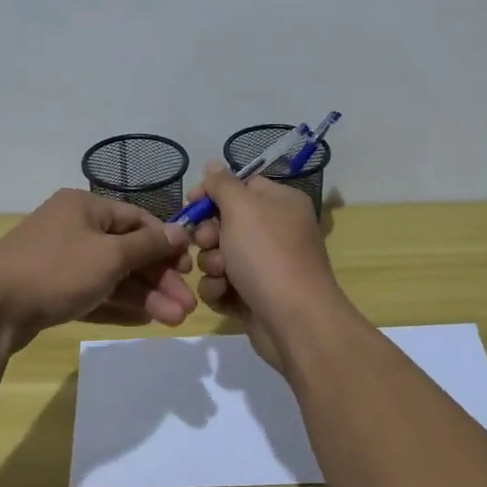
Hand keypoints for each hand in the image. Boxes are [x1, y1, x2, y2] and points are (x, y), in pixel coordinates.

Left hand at [0, 189, 196, 355]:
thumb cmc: (57, 270)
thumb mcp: (110, 256)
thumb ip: (148, 245)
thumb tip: (180, 231)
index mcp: (84, 206)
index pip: (136, 219)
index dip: (165, 243)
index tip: (188, 269)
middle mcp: (72, 227)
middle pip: (126, 250)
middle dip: (158, 278)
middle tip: (186, 307)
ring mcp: (59, 259)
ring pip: (111, 275)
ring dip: (143, 296)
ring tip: (173, 320)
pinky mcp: (49, 289)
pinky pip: (92, 292)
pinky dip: (117, 304)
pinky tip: (144, 320)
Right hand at [189, 161, 340, 369]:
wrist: (295, 321)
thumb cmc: (268, 255)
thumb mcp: (242, 207)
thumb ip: (222, 184)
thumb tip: (213, 165)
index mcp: (280, 203)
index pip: (241, 186)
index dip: (213, 193)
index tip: (191, 203)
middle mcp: (276, 230)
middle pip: (225, 222)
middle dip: (208, 233)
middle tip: (208, 242)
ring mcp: (265, 266)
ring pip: (219, 255)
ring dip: (211, 263)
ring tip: (221, 274)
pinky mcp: (254, 296)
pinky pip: (223, 284)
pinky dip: (219, 289)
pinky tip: (224, 295)